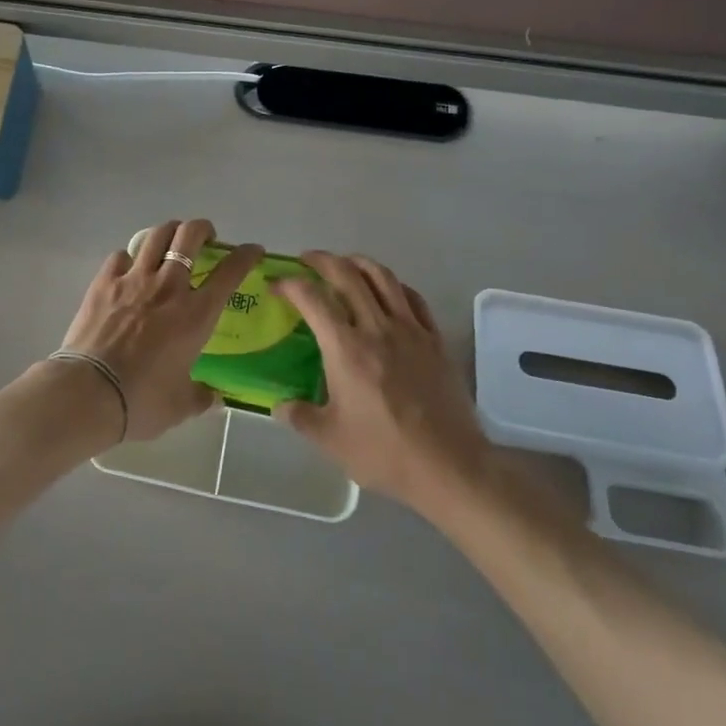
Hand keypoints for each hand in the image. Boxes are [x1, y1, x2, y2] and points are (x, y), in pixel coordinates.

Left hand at [53, 219, 264, 442]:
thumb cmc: (142, 400)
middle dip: (203, 229)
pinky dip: (130, 257)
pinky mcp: (104, 282)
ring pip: (156, 235)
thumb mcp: (180, 405)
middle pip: (190, 235)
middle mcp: (168, 287)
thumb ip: (200, 396)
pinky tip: (129, 268)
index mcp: (196, 314)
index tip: (252, 250)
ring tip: (171, 241)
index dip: (245, 255)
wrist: (89, 392)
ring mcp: (134, 280)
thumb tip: (213, 396)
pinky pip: (121, 255)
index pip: (230, 271)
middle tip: (206, 238)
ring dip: (169, 232)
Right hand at [274, 253, 486, 507]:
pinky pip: (413, 298)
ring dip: (359, 262)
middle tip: (307, 261)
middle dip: (322, 260)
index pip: (312, 298)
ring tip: (345, 264)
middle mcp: (377, 328)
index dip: (289, 284)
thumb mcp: (330, 440)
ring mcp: (410, 330)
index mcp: (346, 348)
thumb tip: (279, 405)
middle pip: (347, 274)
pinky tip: (387, 291)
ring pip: (383, 278)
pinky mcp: (435, 340)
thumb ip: (299, 417)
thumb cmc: (384, 452)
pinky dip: (394, 285)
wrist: (449, 466)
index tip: (276, 284)